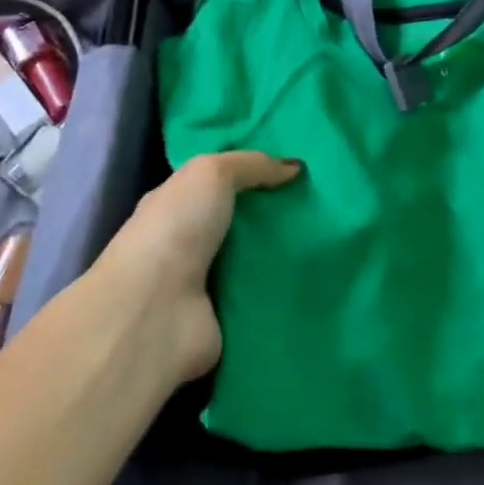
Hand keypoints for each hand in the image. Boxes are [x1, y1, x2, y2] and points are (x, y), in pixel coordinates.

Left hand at [98, 152, 300, 382]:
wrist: (155, 312)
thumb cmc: (176, 229)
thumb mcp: (211, 173)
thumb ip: (252, 165)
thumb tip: (294, 167)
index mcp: (174, 206)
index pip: (216, 185)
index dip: (252, 174)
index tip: (296, 169)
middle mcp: (186, 244)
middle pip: (241, 223)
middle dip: (276, 214)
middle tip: (319, 202)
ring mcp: (205, 284)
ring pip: (255, 260)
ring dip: (285, 253)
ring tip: (329, 236)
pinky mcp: (225, 319)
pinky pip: (263, 297)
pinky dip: (286, 290)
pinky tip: (318, 276)